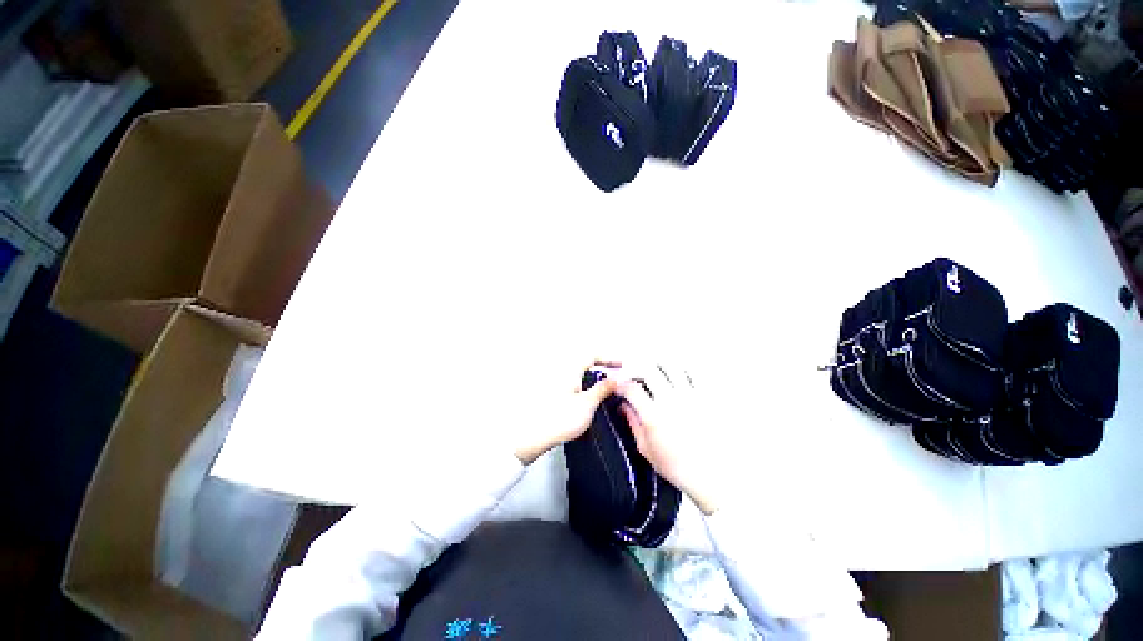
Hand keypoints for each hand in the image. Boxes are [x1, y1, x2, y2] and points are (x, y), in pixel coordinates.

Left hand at [512, 359, 620, 463]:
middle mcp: (563, 375)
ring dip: (594, 381)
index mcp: (570, 372)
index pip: (592, 356)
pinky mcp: (556, 398)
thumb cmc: (558, 419)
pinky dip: (586, 389)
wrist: (536, 436)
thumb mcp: (588, 403)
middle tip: (613, 377)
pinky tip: (589, 404)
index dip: (608, 358)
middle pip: (585, 365)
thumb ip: (603, 389)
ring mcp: (558, 386)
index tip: (619, 364)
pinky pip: (575, 387)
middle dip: (601, 369)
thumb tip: (615, 379)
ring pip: (580, 377)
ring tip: (603, 393)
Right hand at [617, 364, 719, 514]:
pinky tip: (677, 372)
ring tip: (654, 367)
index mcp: (654, 417)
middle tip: (634, 371)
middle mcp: (672, 402)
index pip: (631, 388)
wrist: (714, 477)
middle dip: (636, 366)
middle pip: (649, 369)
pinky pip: (694, 372)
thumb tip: (623, 406)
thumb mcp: (647, 449)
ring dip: (658, 363)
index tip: (618, 384)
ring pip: (671, 365)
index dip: (620, 383)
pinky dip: (682, 367)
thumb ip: (633, 423)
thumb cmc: (679, 468)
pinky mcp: (707, 397)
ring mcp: (691, 397)